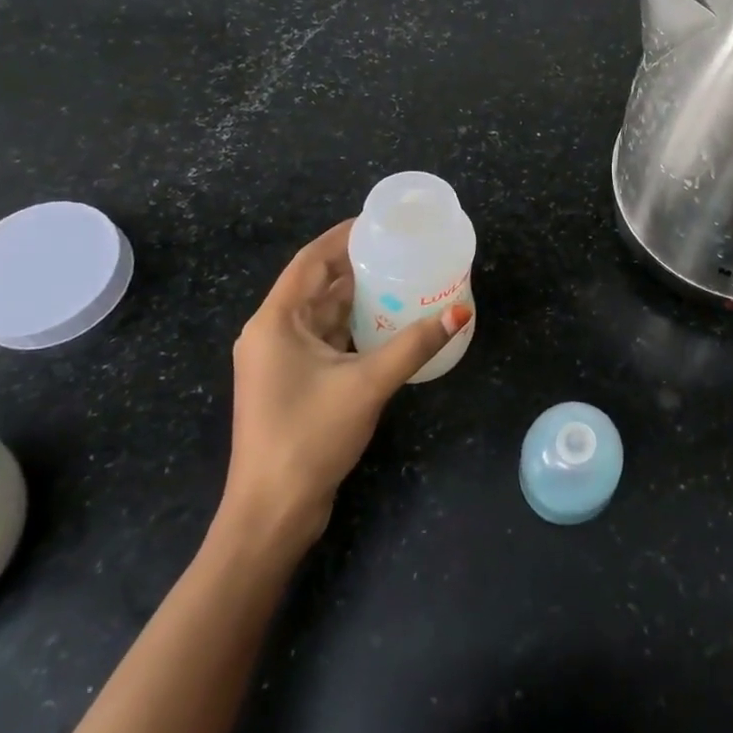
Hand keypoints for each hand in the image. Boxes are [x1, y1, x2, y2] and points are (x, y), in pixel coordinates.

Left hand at [216, 220, 470, 550]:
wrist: (272, 511)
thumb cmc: (310, 436)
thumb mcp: (368, 384)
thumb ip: (414, 344)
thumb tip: (460, 310)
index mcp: (275, 322)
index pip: (310, 260)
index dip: (343, 236)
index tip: (380, 221)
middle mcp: (272, 333)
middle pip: (317, 285)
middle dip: (357, 266)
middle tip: (401, 250)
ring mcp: (279, 361)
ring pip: (322, 314)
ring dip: (357, 298)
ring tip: (402, 279)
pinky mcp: (291, 383)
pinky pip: (325, 340)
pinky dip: (353, 328)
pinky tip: (387, 324)